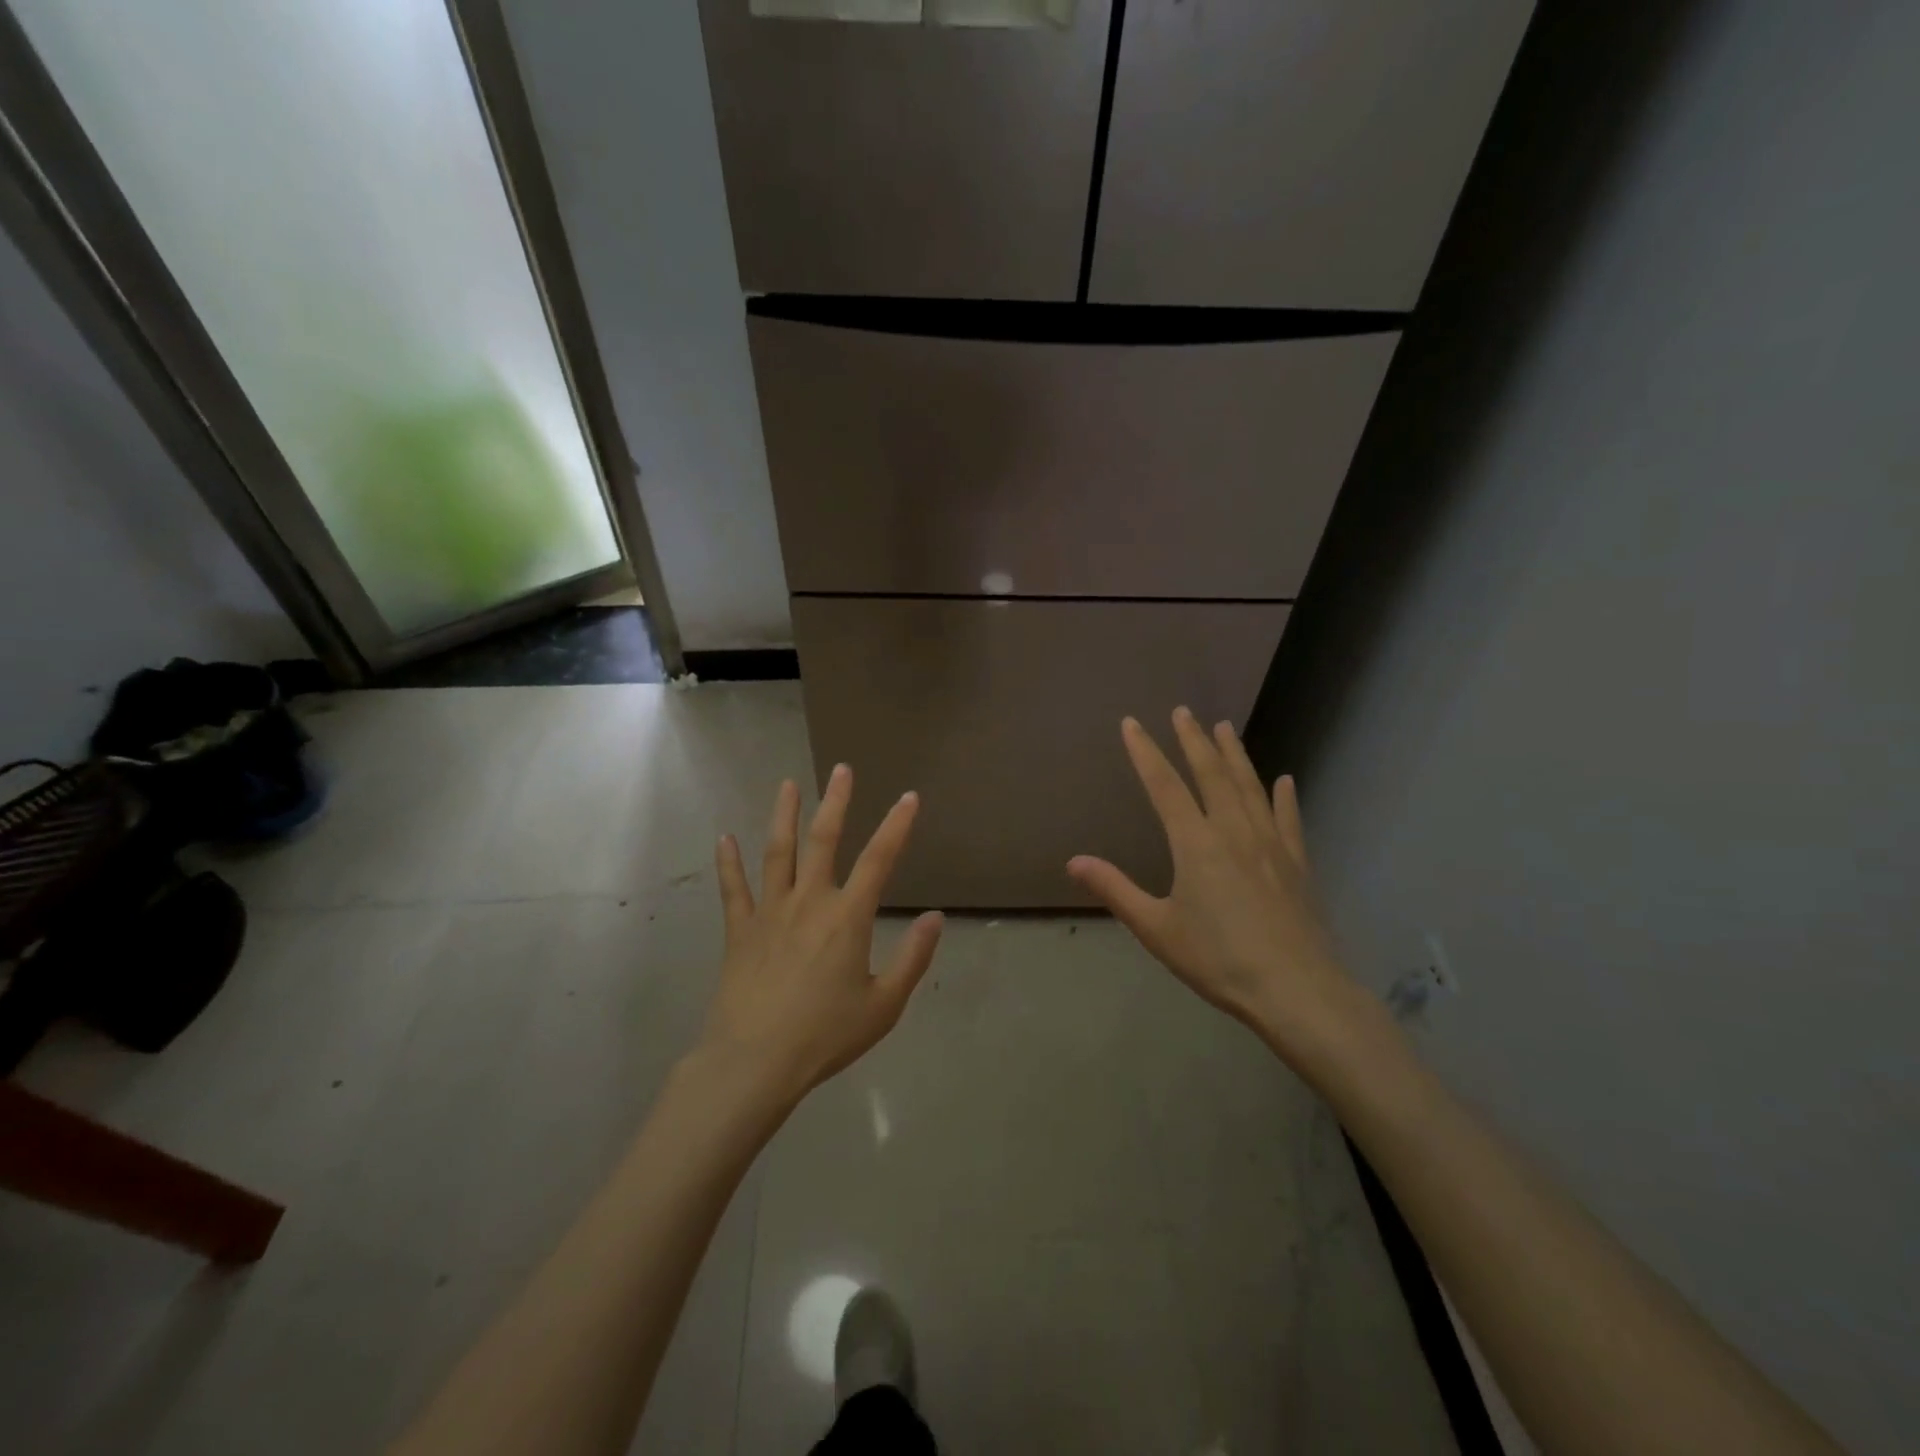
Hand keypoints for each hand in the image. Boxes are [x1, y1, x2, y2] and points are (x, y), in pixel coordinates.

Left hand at [700, 765, 943, 1105]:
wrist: (755, 1062)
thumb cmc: (825, 1036)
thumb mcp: (884, 1005)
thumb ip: (913, 958)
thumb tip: (935, 917)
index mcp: (848, 918)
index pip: (879, 860)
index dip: (897, 826)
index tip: (909, 797)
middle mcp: (809, 902)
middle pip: (823, 841)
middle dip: (836, 802)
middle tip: (841, 770)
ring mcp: (770, 912)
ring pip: (778, 853)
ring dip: (784, 816)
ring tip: (788, 785)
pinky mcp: (740, 931)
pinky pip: (733, 889)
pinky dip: (728, 862)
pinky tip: (725, 838)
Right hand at [1068, 710, 1364, 1064]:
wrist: (1296, 990)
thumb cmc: (1218, 960)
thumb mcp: (1156, 928)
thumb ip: (1115, 889)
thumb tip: (1073, 861)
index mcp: (1195, 843)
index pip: (1164, 786)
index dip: (1146, 752)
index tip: (1132, 723)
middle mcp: (1233, 831)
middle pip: (1211, 774)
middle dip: (1193, 740)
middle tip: (1184, 711)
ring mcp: (1270, 844)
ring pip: (1250, 787)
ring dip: (1235, 755)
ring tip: (1225, 727)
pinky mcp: (1297, 863)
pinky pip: (1288, 820)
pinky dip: (1284, 797)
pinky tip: (1284, 781)